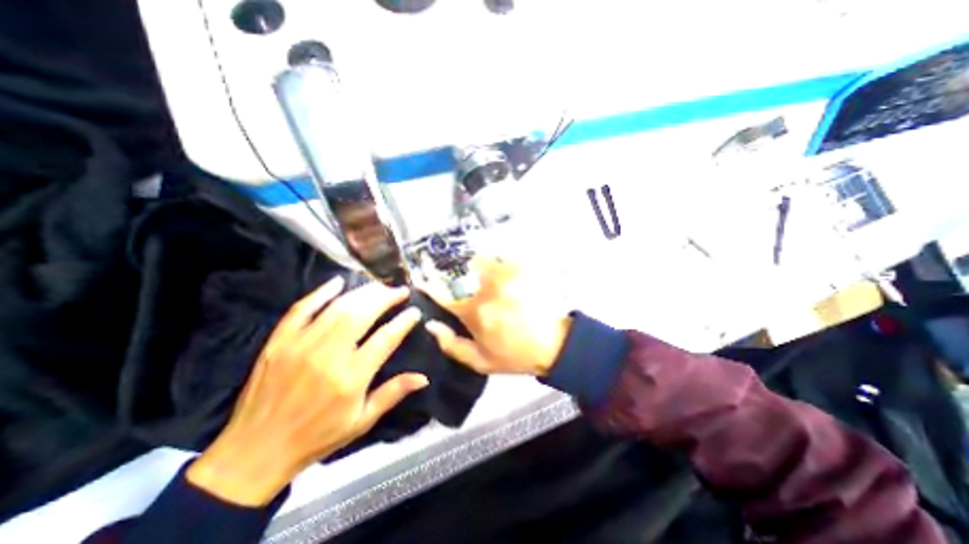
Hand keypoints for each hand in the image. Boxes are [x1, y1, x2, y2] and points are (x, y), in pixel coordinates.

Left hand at [187, 278, 423, 506]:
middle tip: (400, 291)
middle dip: (385, 297)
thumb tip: (423, 377)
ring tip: (379, 286)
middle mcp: (327, 356)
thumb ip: (393, 394)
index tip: (414, 311)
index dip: (403, 321)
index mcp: (351, 378)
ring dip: (362, 293)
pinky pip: (301, 309)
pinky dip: (320, 293)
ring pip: (337, 308)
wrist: (255, 453)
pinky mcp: (279, 342)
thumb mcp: (362, 421)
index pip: (385, 338)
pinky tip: (338, 281)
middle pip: (362, 314)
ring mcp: (300, 345)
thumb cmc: (317, 438)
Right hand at [423, 258, 569, 377]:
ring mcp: (505, 277)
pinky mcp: (521, 271)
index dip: (429, 286)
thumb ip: (452, 345)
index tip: (421, 280)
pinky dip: (497, 263)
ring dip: (478, 267)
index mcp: (474, 312)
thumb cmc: (515, 356)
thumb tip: (431, 324)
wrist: (553, 345)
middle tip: (464, 284)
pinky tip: (501, 274)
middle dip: (458, 277)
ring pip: (481, 261)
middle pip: (462, 274)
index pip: (444, 295)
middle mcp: (486, 290)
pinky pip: (501, 259)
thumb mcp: (480, 362)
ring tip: (484, 277)